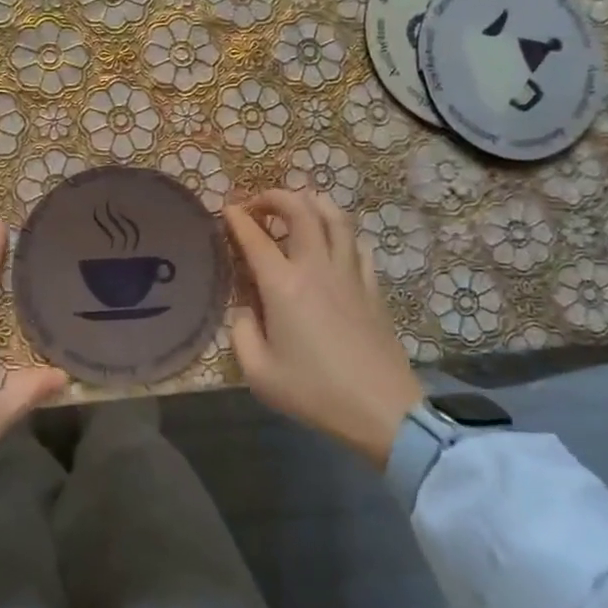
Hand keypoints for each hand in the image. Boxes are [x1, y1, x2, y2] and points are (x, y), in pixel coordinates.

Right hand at [222, 190, 424, 468]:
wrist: (381, 410)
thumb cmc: (314, 392)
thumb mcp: (259, 372)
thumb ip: (241, 332)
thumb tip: (244, 308)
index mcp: (283, 286)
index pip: (255, 237)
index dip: (237, 218)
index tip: (226, 209)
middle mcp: (316, 267)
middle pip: (301, 210)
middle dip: (276, 197)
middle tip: (259, 204)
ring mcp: (349, 273)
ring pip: (336, 217)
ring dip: (313, 203)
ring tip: (298, 206)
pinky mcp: (372, 287)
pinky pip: (356, 243)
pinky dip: (340, 231)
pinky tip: (333, 241)